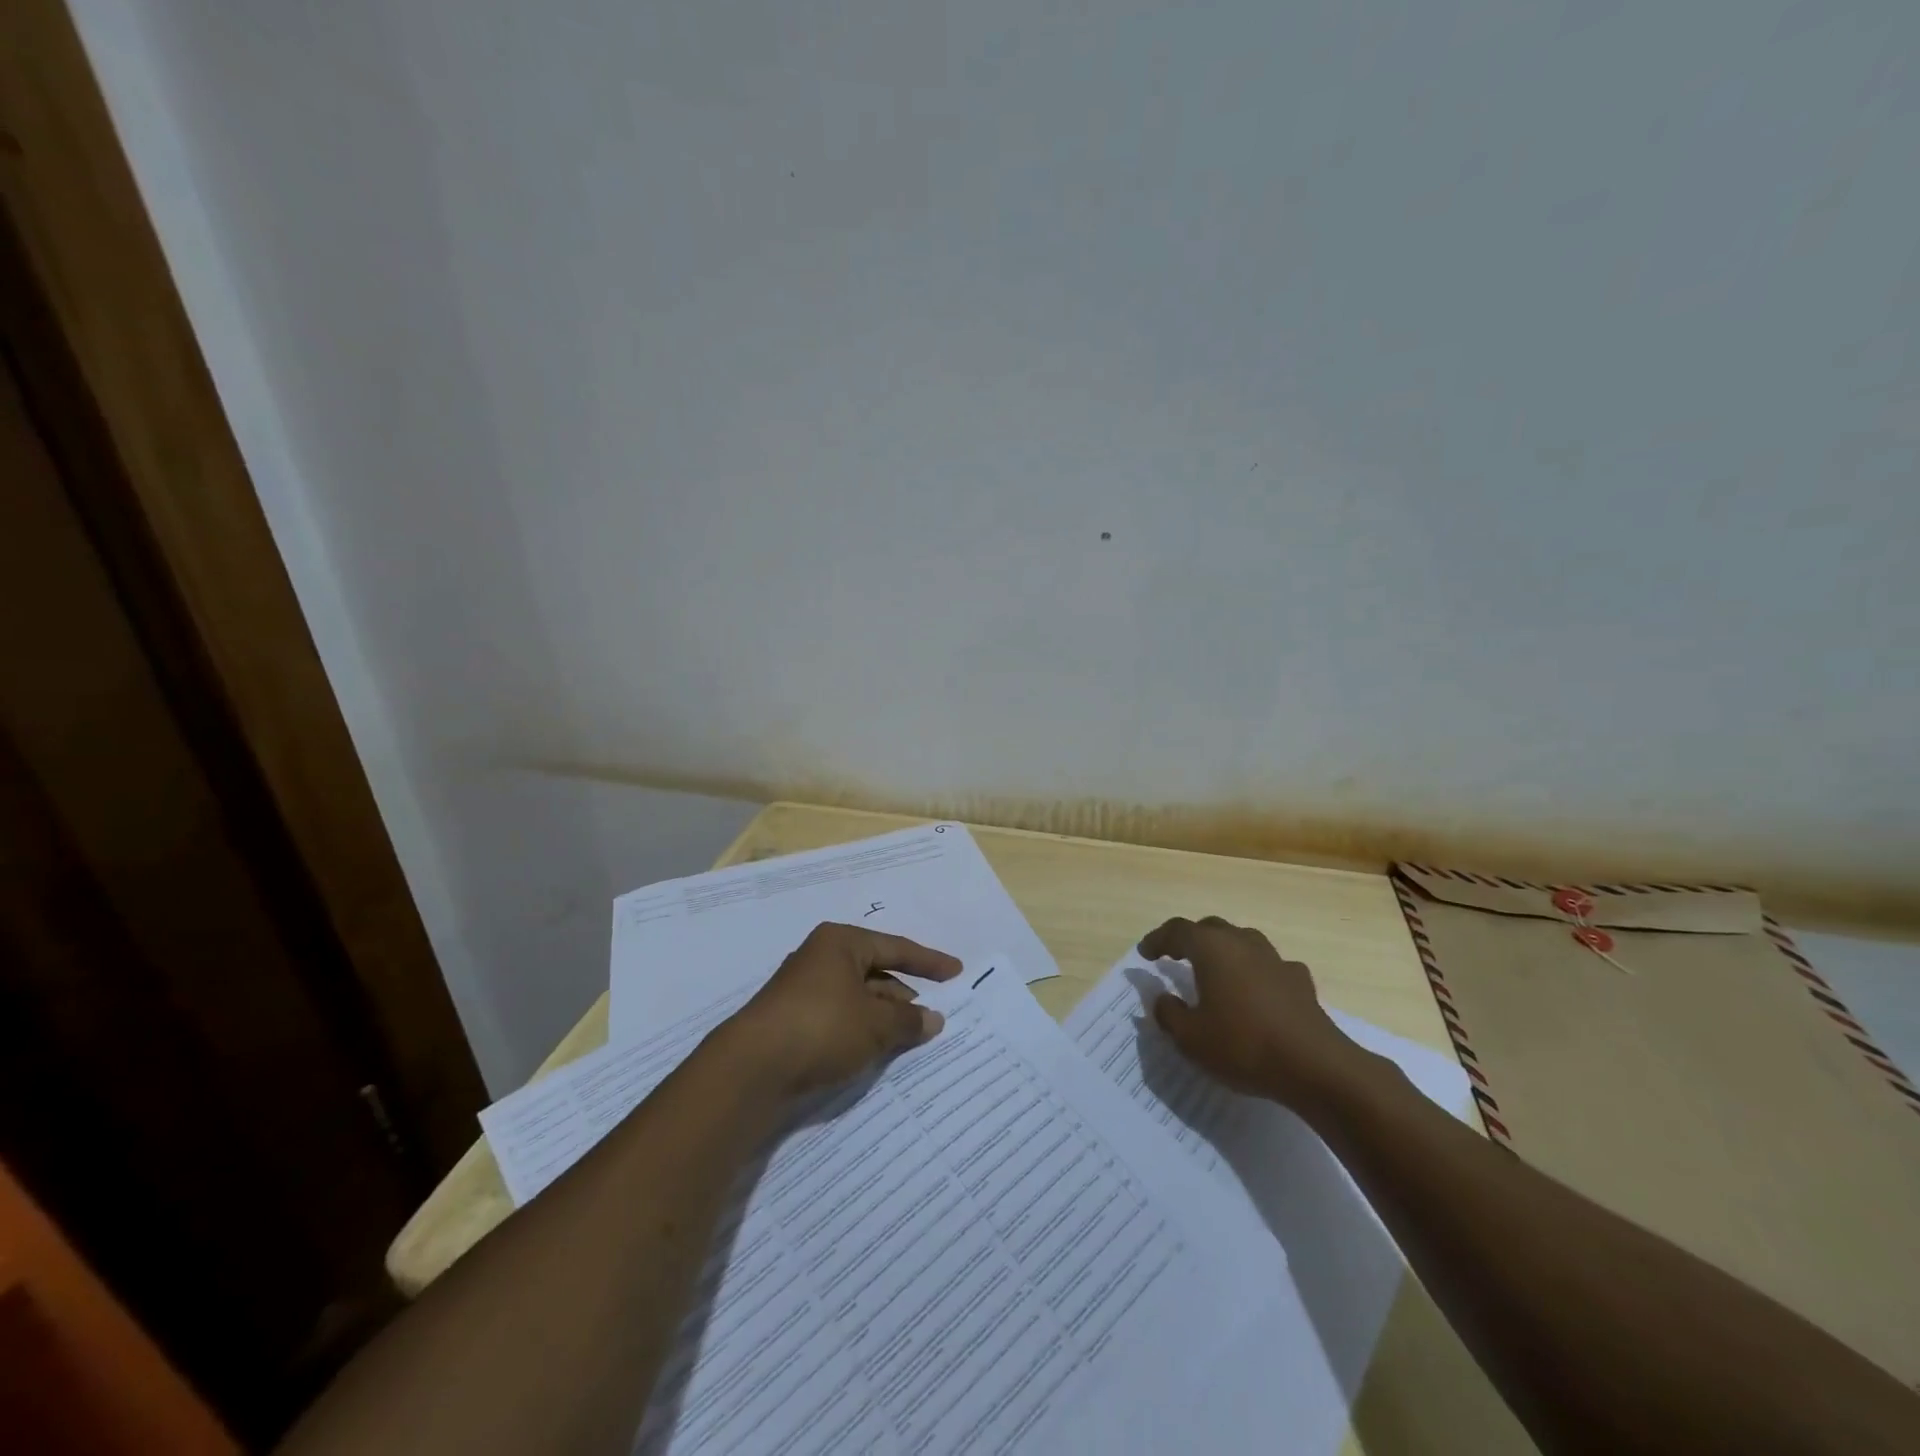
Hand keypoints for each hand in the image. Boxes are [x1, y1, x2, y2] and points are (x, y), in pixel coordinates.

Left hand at [720, 923, 961, 1096]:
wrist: (752, 1068)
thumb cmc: (822, 1027)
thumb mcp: (875, 1023)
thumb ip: (908, 1020)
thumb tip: (933, 1019)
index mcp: (840, 943)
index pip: (895, 947)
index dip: (928, 961)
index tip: (956, 971)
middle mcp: (821, 958)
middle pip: (875, 972)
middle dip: (904, 994)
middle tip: (933, 1014)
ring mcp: (803, 990)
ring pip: (857, 998)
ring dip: (884, 1016)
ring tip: (911, 1037)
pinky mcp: (793, 1021)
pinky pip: (840, 1019)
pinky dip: (862, 1030)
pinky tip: (877, 1051)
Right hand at [1140, 916, 1365, 1109]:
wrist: (1316, 1067)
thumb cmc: (1243, 1046)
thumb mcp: (1190, 1038)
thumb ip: (1169, 1013)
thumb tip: (1162, 998)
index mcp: (1212, 949)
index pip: (1177, 931)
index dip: (1158, 939)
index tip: (1145, 953)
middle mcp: (1243, 943)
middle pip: (1211, 928)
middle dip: (1190, 939)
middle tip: (1175, 956)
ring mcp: (1275, 960)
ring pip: (1243, 941)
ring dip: (1224, 951)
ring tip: (1215, 971)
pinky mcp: (1300, 981)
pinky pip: (1269, 966)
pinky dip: (1256, 972)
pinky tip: (1257, 991)